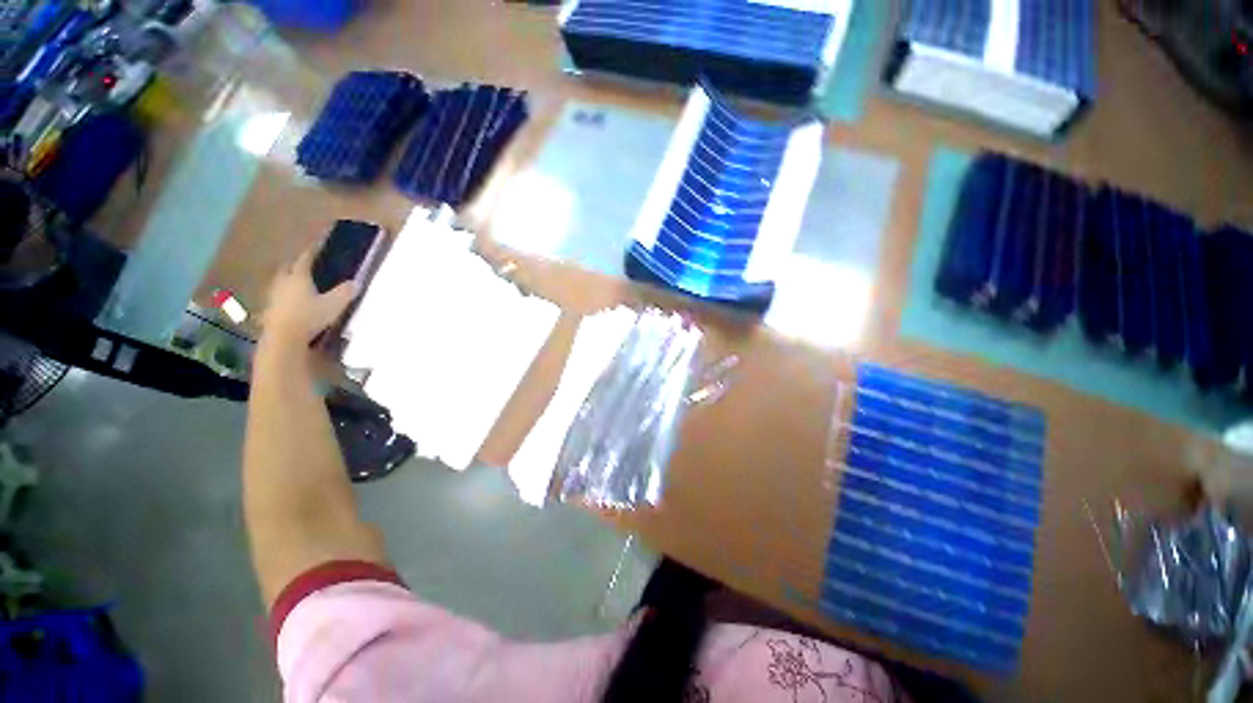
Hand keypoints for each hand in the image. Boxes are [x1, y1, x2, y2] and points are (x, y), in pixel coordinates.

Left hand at [259, 245, 357, 351]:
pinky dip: (284, 296)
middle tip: (305, 266)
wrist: (284, 337)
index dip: (312, 252)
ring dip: (288, 281)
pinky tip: (291, 303)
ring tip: (298, 284)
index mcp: (299, 276)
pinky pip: (277, 297)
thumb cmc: (310, 316)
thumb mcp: (334, 304)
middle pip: (287, 268)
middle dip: (295, 265)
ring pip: (280, 282)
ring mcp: (273, 296)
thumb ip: (345, 292)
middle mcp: (283, 282)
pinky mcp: (269, 310)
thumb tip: (356, 282)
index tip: (317, 246)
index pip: (305, 259)